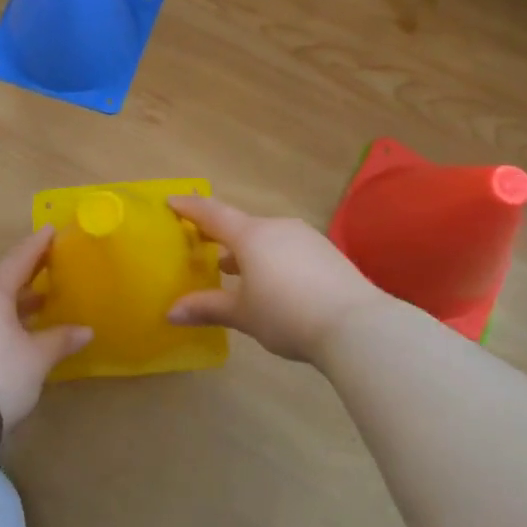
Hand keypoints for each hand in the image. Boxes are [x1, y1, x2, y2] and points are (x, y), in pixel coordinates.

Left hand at [0, 226, 91, 426]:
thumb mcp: (36, 359)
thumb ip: (60, 340)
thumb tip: (86, 330)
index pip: (18, 259)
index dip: (37, 245)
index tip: (50, 229)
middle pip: (0, 280)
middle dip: (26, 274)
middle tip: (48, 266)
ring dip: (12, 302)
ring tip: (37, 304)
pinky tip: (11, 335)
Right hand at [167, 196, 383, 365]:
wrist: (356, 325)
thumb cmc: (287, 314)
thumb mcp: (243, 314)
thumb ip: (207, 308)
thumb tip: (170, 312)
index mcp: (250, 235)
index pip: (212, 214)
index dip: (190, 208)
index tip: (171, 201)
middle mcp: (277, 227)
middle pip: (241, 225)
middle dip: (220, 235)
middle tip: (202, 243)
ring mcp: (305, 238)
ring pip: (267, 237)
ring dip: (247, 250)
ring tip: (233, 269)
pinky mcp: (327, 253)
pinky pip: (288, 249)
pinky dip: (272, 259)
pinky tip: (273, 282)